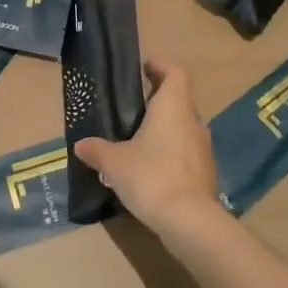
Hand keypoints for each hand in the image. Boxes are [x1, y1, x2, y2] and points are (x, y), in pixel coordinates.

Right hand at [74, 59, 219, 232]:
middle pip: (180, 99)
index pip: (176, 73)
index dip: (162, 66)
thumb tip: (81, 145)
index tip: (145, 66)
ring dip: (167, 128)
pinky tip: (153, 168)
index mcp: (173, 107)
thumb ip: (97, 150)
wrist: (190, 221)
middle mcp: (193, 121)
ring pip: (184, 127)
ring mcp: (203, 148)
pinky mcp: (206, 173)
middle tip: (135, 105)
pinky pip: (187, 152)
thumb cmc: (151, 176)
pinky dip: (172, 152)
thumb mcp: (114, 162)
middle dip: (160, 99)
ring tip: (141, 139)